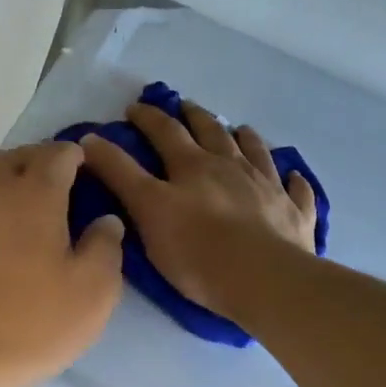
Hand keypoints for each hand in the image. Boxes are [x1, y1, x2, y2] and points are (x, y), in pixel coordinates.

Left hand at [0, 142, 124, 386]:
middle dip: (37, 165)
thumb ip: (106, 247)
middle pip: (15, 158)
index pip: (58, 155)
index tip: (84, 172)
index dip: (75, 159)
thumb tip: (106, 220)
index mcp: (32, 190)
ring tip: (15, 207)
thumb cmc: (27, 324)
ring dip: (1, 182)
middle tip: (53, 190)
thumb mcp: (92, 294)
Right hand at [82, 99, 316, 322]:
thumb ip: (119, 174)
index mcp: (192, 166)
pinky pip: (295, 190)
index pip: (165, 131)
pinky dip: (292, 179)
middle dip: (195, 117)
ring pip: (256, 151)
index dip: (147, 118)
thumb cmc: (196, 250)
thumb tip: (90, 139)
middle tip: (185, 106)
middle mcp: (231, 166)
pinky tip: (292, 175)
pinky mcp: (294, 213)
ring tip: (240, 129)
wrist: (262, 280)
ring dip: (244, 137)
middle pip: (212, 132)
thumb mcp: (146, 210)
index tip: (133, 108)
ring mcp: (268, 187)